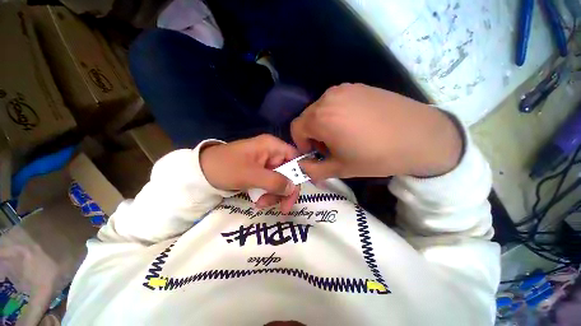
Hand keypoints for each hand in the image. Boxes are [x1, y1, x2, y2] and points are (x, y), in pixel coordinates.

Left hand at [200, 135, 299, 212]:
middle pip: (289, 172)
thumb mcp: (251, 175)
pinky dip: (267, 194)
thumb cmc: (226, 168)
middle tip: (282, 208)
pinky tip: (258, 201)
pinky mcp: (260, 172)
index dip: (299, 174)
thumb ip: (274, 181)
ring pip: (280, 180)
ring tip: (261, 203)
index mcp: (272, 146)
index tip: (295, 192)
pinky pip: (270, 184)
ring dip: (274, 195)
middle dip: (284, 190)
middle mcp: (272, 153)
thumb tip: (293, 188)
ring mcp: (266, 163)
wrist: (201, 172)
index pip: (295, 158)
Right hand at [291, 83, 462, 179]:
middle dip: (312, 135)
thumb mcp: (340, 169)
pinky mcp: (358, 86)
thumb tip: (302, 168)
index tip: (314, 153)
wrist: (420, 136)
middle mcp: (328, 98)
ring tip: (343, 136)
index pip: (295, 128)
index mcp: (321, 117)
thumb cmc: (375, 156)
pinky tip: (355, 125)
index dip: (301, 143)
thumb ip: (314, 170)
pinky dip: (336, 114)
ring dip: (323, 124)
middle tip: (329, 148)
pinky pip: (336, 102)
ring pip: (321, 109)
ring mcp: (344, 89)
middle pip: (307, 118)